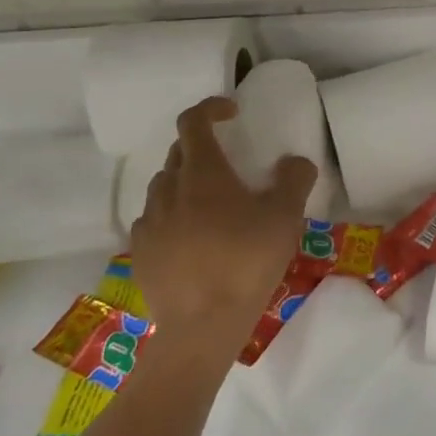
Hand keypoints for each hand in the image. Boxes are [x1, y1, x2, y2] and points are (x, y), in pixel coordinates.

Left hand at [130, 97, 317, 356]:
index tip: (233, 113)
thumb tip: (294, 162)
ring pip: (164, 187)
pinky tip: (193, 240)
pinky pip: (154, 221)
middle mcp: (169, 190)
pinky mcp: (140, 253)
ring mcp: (149, 223)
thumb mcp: (286, 217)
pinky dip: (172, 216)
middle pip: (179, 153)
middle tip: (230, 165)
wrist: (201, 328)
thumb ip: (294, 179)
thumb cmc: (246, 262)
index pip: (193, 121)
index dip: (211, 108)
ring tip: (212, 205)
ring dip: (186, 183)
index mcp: (203, 173)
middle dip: (202, 148)